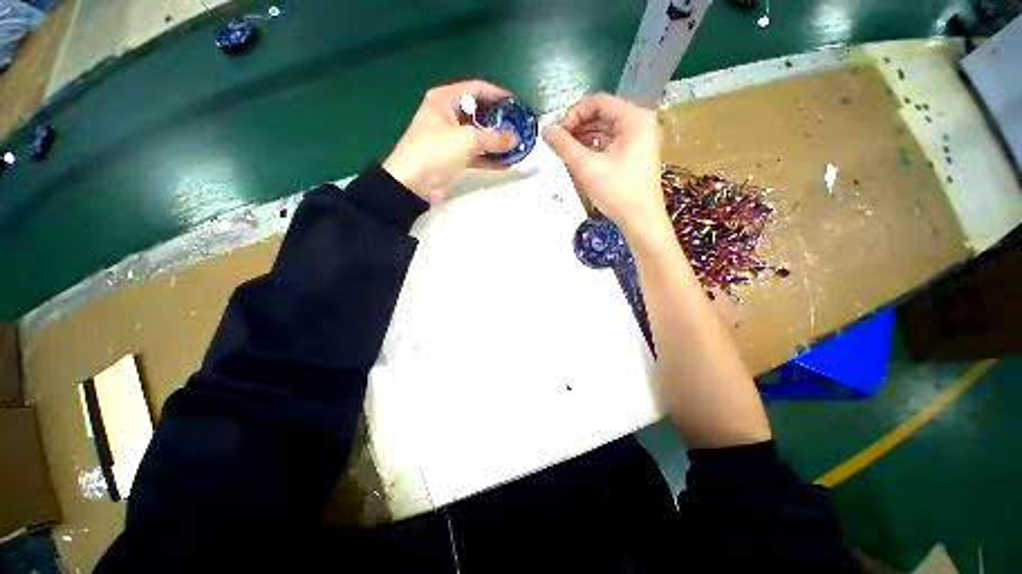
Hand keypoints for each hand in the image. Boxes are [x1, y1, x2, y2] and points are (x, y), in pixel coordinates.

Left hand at [383, 80, 518, 202]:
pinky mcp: (454, 158)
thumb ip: (494, 138)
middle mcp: (448, 116)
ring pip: (479, 136)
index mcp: (445, 100)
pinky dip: (489, 157)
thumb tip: (515, 138)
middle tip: (519, 127)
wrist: (414, 184)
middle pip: (479, 113)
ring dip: (496, 142)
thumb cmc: (436, 152)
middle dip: (499, 121)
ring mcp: (451, 138)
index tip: (517, 104)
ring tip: (516, 146)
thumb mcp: (467, 140)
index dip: (498, 95)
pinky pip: (476, 154)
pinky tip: (506, 162)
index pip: (476, 89)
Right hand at [542, 93, 664, 234]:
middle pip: (602, 114)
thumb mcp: (587, 168)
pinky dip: (594, 147)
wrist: (641, 220)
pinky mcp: (635, 153)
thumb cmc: (617, 192)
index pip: (598, 102)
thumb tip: (545, 130)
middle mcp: (640, 122)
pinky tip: (580, 158)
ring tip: (567, 153)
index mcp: (634, 118)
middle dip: (578, 127)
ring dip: (584, 138)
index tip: (558, 134)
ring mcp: (639, 138)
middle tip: (560, 145)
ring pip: (605, 129)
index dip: (574, 114)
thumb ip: (564, 146)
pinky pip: (610, 142)